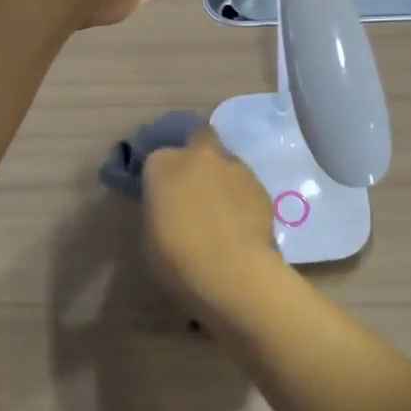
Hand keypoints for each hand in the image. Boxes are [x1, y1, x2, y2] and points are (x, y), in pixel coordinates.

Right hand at [141, 128, 290, 326]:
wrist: (230, 272)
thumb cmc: (176, 258)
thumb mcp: (149, 234)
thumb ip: (160, 208)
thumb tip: (171, 206)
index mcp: (163, 163)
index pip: (156, 159)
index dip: (161, 177)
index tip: (162, 196)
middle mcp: (199, 155)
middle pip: (199, 138)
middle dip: (197, 155)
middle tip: (195, 185)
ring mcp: (234, 166)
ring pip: (226, 163)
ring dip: (222, 178)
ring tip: (222, 211)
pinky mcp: (260, 185)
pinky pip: (246, 185)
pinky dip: (242, 197)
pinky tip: (241, 223)